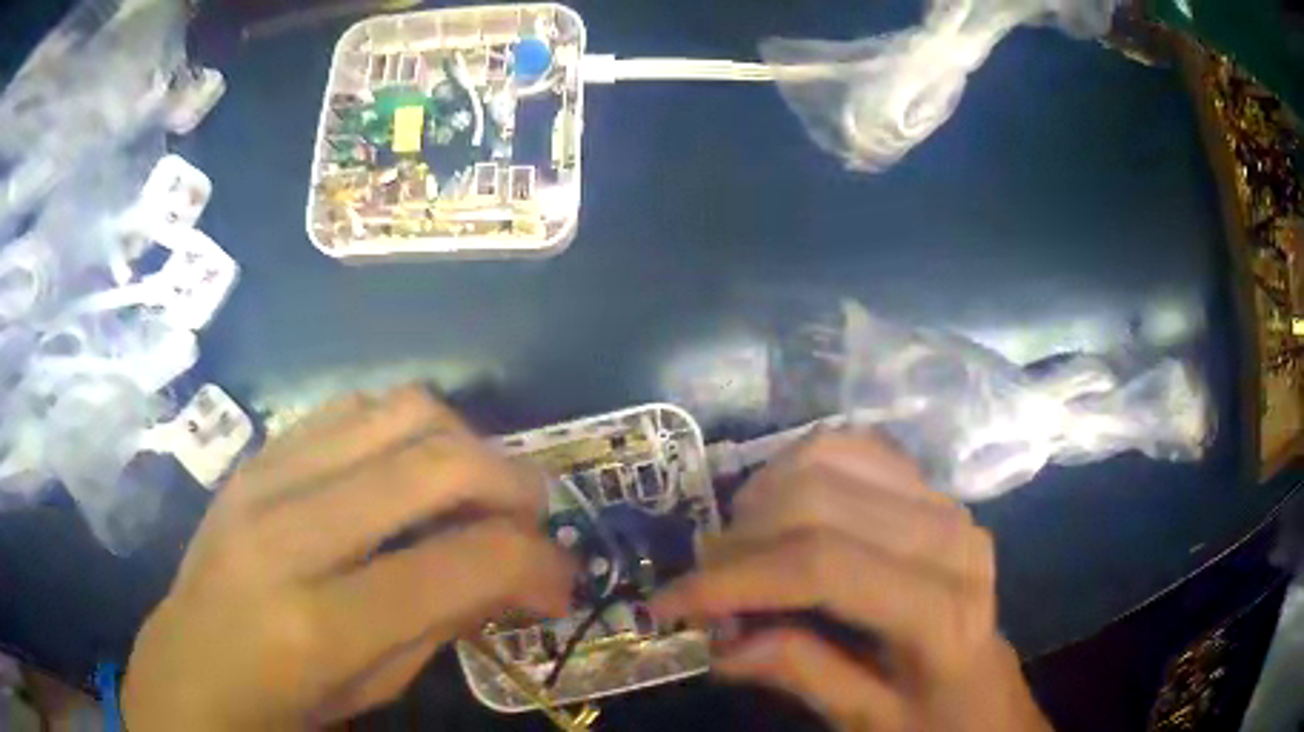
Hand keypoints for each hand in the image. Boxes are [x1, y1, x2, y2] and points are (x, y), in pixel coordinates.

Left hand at [123, 387, 574, 730]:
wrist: (187, 663)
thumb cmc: (282, 703)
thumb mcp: (372, 690)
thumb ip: (443, 623)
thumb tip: (518, 574)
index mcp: (321, 624)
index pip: (463, 562)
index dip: (537, 563)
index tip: (562, 578)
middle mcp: (290, 532)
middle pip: (435, 461)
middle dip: (514, 483)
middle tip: (535, 518)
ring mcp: (264, 477)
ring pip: (398, 409)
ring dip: (463, 441)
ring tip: (475, 486)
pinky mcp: (255, 454)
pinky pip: (351, 407)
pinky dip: (403, 427)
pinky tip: (408, 468)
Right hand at [651, 433, 1050, 731]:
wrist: (988, 683)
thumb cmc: (935, 716)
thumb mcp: (869, 722)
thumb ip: (803, 675)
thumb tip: (719, 642)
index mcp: (940, 608)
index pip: (822, 567)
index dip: (734, 580)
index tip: (668, 604)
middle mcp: (948, 536)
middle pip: (818, 502)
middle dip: (738, 542)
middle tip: (700, 585)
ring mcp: (942, 501)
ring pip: (829, 458)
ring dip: (762, 497)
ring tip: (734, 550)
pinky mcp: (931, 489)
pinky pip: (853, 446)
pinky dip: (798, 465)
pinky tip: (776, 509)